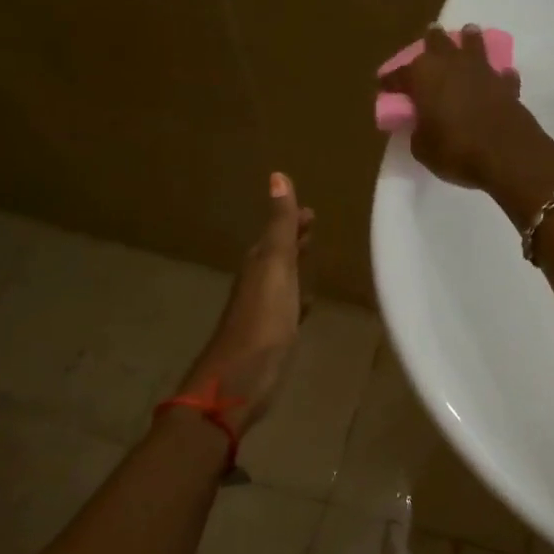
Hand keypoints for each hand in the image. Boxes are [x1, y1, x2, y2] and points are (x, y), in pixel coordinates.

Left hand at [173, 172, 313, 435]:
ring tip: (312, 257)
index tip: (310, 210)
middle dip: (293, 239)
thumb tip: (277, 176)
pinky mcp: (272, 337)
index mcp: (259, 264)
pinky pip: (288, 308)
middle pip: (277, 254)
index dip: (291, 220)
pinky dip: (298, 299)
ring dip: (296, 267)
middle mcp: (258, 283)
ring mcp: (263, 312)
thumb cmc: (262, 319)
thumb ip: (280, 225)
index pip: (276, 233)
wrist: (241, 378)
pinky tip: (306, 304)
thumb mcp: (275, 266)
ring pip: (283, 280)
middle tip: (312, 226)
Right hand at [380, 27, 553, 220]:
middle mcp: (451, 64)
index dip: (390, 81)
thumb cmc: (456, 150)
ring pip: (473, 44)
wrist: (507, 155)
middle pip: (437, 43)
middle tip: (430, 36)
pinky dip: (498, 75)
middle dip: (431, 40)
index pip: (399, 75)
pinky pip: (500, 73)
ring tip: (468, 34)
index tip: (383, 84)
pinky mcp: (507, 85)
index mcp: (423, 75)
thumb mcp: (423, 148)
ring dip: (468, 40)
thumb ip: (418, 131)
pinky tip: (500, 76)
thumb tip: (422, 125)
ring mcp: (482, 70)